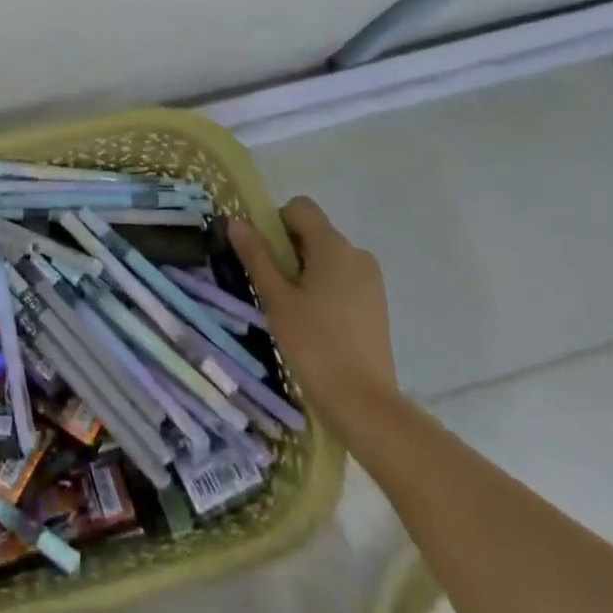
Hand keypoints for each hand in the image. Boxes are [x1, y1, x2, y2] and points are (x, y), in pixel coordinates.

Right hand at [229, 196, 399, 429]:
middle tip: (272, 289)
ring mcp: (371, 280)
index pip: (300, 208)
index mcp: (333, 245)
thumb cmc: (314, 345)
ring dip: (306, 272)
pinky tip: (315, 325)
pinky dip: (324, 290)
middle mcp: (357, 253)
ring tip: (292, 311)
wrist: (365, 404)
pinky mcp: (376, 305)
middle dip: (288, 251)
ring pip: (328, 258)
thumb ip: (256, 256)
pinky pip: (343, 279)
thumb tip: (236, 221)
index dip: (275, 221)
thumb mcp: (276, 298)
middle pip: (314, 232)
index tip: (263, 256)